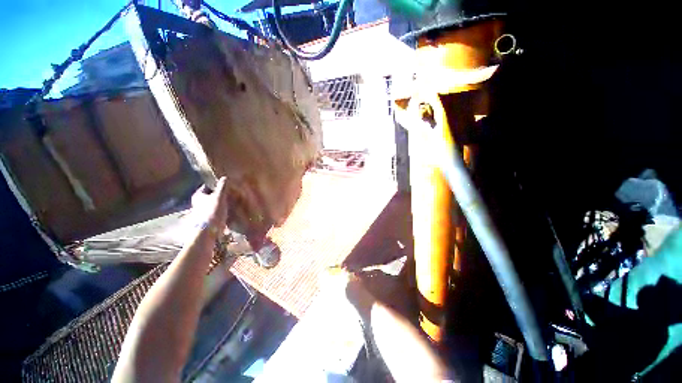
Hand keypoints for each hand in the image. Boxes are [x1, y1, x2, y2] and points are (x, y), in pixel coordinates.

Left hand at [190, 177, 229, 230]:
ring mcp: (202, 211)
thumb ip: (222, 187)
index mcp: (198, 195)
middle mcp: (198, 202)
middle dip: (219, 193)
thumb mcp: (219, 196)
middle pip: (210, 195)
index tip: (225, 183)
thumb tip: (225, 177)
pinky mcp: (208, 218)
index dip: (216, 184)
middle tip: (230, 191)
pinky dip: (222, 209)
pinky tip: (229, 209)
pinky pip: (216, 210)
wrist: (209, 230)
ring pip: (214, 203)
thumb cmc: (212, 211)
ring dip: (221, 202)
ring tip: (231, 200)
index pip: (207, 186)